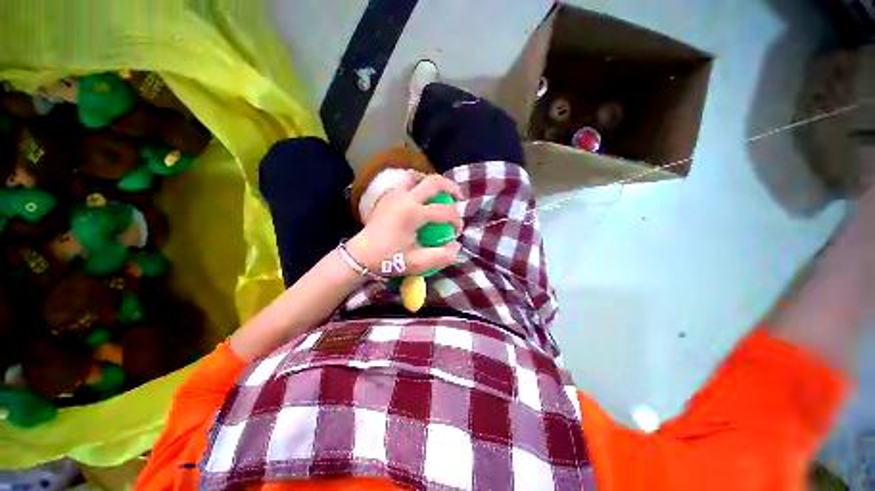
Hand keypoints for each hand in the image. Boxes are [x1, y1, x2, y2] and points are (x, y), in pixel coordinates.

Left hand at [347, 174, 463, 274]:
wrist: (361, 255)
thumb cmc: (389, 259)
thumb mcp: (418, 263)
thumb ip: (442, 256)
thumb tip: (456, 246)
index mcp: (414, 214)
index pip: (446, 210)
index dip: (457, 220)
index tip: (457, 232)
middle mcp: (406, 198)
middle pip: (434, 182)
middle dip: (452, 188)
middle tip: (459, 197)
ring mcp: (395, 195)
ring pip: (417, 177)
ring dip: (432, 184)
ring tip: (439, 194)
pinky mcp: (388, 197)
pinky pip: (406, 183)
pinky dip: (417, 185)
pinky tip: (420, 198)